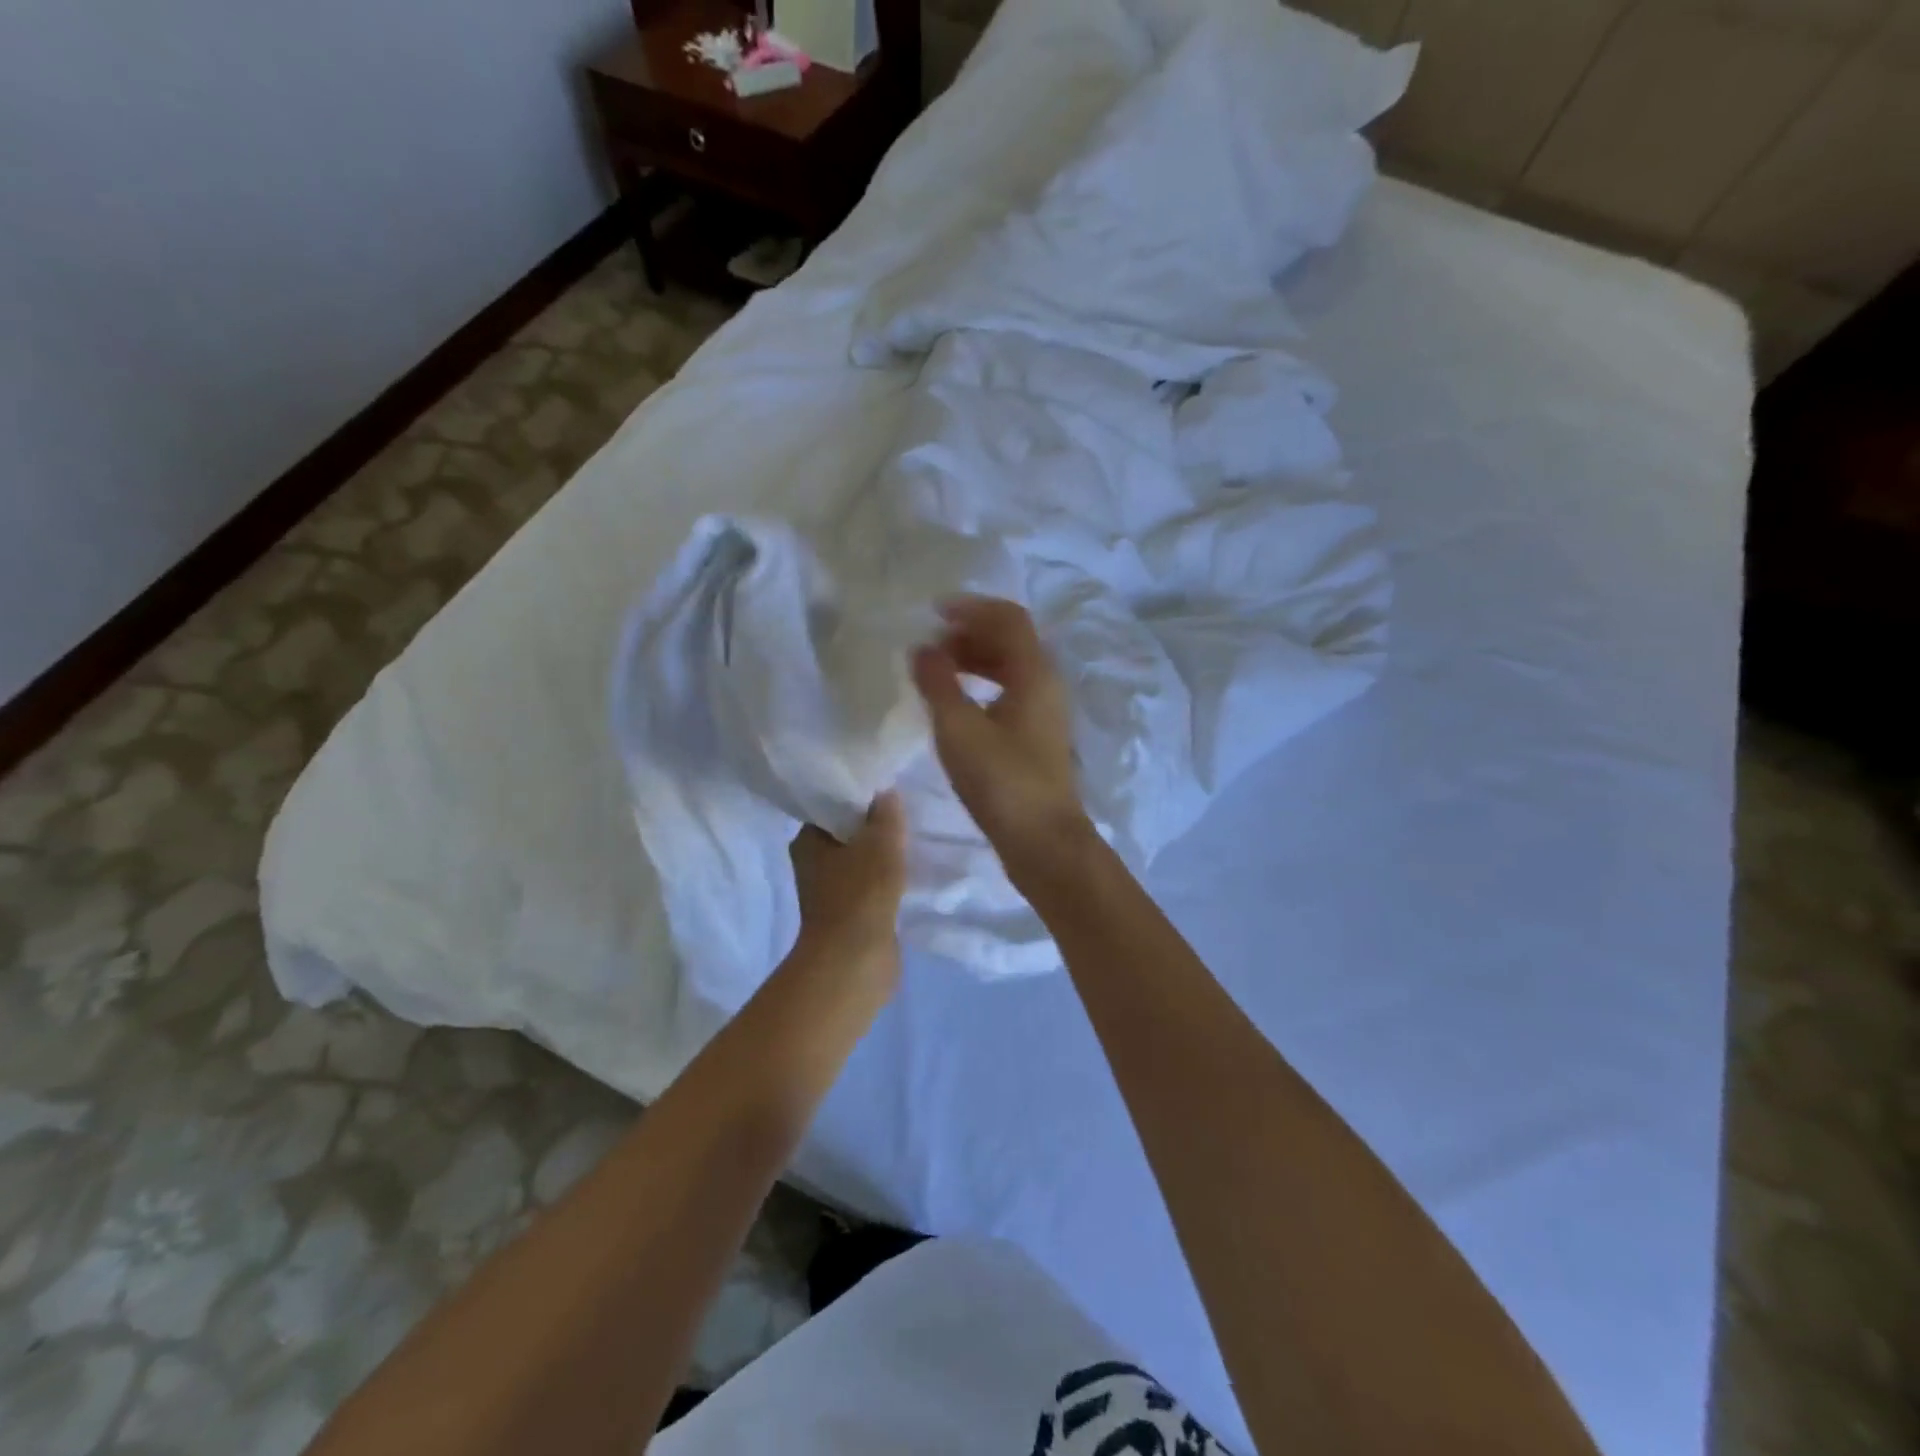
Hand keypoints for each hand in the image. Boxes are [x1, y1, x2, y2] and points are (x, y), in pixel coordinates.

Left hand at [790, 791, 908, 982]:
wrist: (854, 960)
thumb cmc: (861, 892)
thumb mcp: (880, 841)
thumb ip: (886, 813)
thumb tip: (885, 792)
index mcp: (807, 840)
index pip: (832, 807)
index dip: (860, 797)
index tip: (887, 792)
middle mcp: (811, 864)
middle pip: (847, 834)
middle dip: (874, 827)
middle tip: (904, 816)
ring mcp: (828, 892)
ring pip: (859, 862)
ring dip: (881, 856)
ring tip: (910, 843)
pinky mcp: (847, 915)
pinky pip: (869, 887)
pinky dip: (885, 881)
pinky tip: (907, 875)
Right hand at [911, 596, 1090, 877]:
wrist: (1043, 842)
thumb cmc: (1002, 781)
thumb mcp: (959, 729)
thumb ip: (937, 683)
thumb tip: (922, 650)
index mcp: (1034, 673)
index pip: (1008, 618)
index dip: (971, 608)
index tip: (933, 613)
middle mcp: (1046, 684)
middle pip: (1010, 641)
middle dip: (969, 634)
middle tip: (930, 646)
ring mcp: (1045, 712)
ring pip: (1010, 668)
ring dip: (974, 660)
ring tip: (936, 672)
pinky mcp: (1037, 737)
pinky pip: (1009, 693)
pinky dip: (981, 686)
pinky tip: (956, 706)